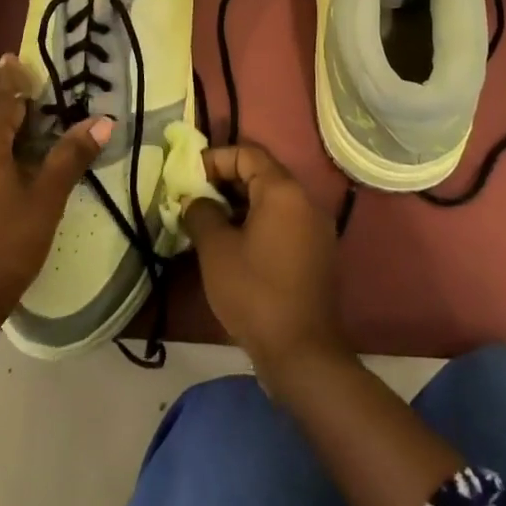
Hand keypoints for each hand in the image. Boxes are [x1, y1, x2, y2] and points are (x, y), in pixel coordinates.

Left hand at [0, 55, 111, 333]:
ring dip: (1, 136)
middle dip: (12, 108)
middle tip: (38, 101)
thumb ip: (70, 156)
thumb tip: (102, 121)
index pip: (2, 97)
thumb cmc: (5, 246)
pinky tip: (4, 175)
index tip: (14, 56)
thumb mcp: (46, 199)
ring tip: (28, 138)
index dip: (12, 77)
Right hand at [181, 143, 349, 388]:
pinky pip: (283, 222)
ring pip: (271, 199)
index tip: (188, 177)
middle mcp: (305, 200)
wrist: (302, 353)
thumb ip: (201, 212)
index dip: (214, 159)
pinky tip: (232, 245)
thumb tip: (195, 199)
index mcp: (283, 190)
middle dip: (224, 181)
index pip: (247, 153)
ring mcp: (315, 228)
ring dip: (239, 204)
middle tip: (193, 199)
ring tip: (208, 222)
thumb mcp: (216, 249)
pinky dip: (257, 223)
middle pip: (261, 173)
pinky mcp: (316, 252)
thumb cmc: (255, 292)